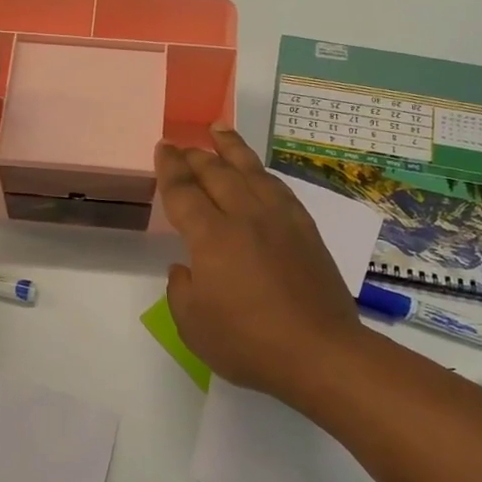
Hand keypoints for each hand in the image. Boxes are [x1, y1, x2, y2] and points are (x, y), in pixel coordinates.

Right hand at [156, 127, 363, 405]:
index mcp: (211, 236)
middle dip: (195, 154)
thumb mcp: (192, 324)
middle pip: (216, 172)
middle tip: (181, 143)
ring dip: (231, 148)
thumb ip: (181, 289)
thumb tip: (187, 267)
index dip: (169, 167)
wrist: (319, 352)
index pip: (183, 191)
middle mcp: (245, 216)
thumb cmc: (247, 342)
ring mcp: (280, 220)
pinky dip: (261, 172)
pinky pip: (278, 188)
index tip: (162, 148)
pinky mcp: (306, 230)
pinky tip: (258, 173)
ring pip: (251, 171)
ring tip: (219, 130)